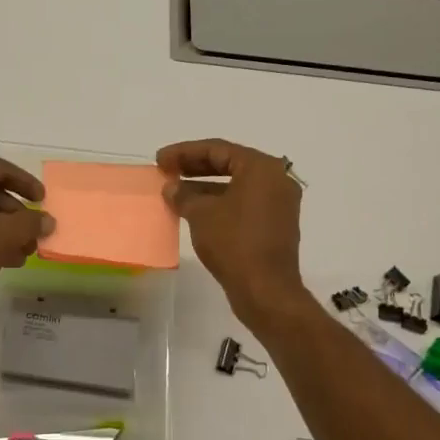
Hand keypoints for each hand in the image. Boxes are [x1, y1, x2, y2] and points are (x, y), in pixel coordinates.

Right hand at [157, 138, 306, 326]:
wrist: (265, 290)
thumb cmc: (234, 243)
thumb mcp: (201, 214)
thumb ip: (184, 195)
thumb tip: (172, 188)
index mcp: (262, 168)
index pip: (218, 149)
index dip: (184, 152)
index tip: (160, 159)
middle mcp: (276, 180)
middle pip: (230, 164)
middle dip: (195, 168)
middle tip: (167, 171)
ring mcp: (279, 204)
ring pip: (236, 186)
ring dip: (205, 188)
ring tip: (175, 193)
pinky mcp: (275, 226)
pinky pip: (243, 204)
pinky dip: (220, 204)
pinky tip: (195, 212)